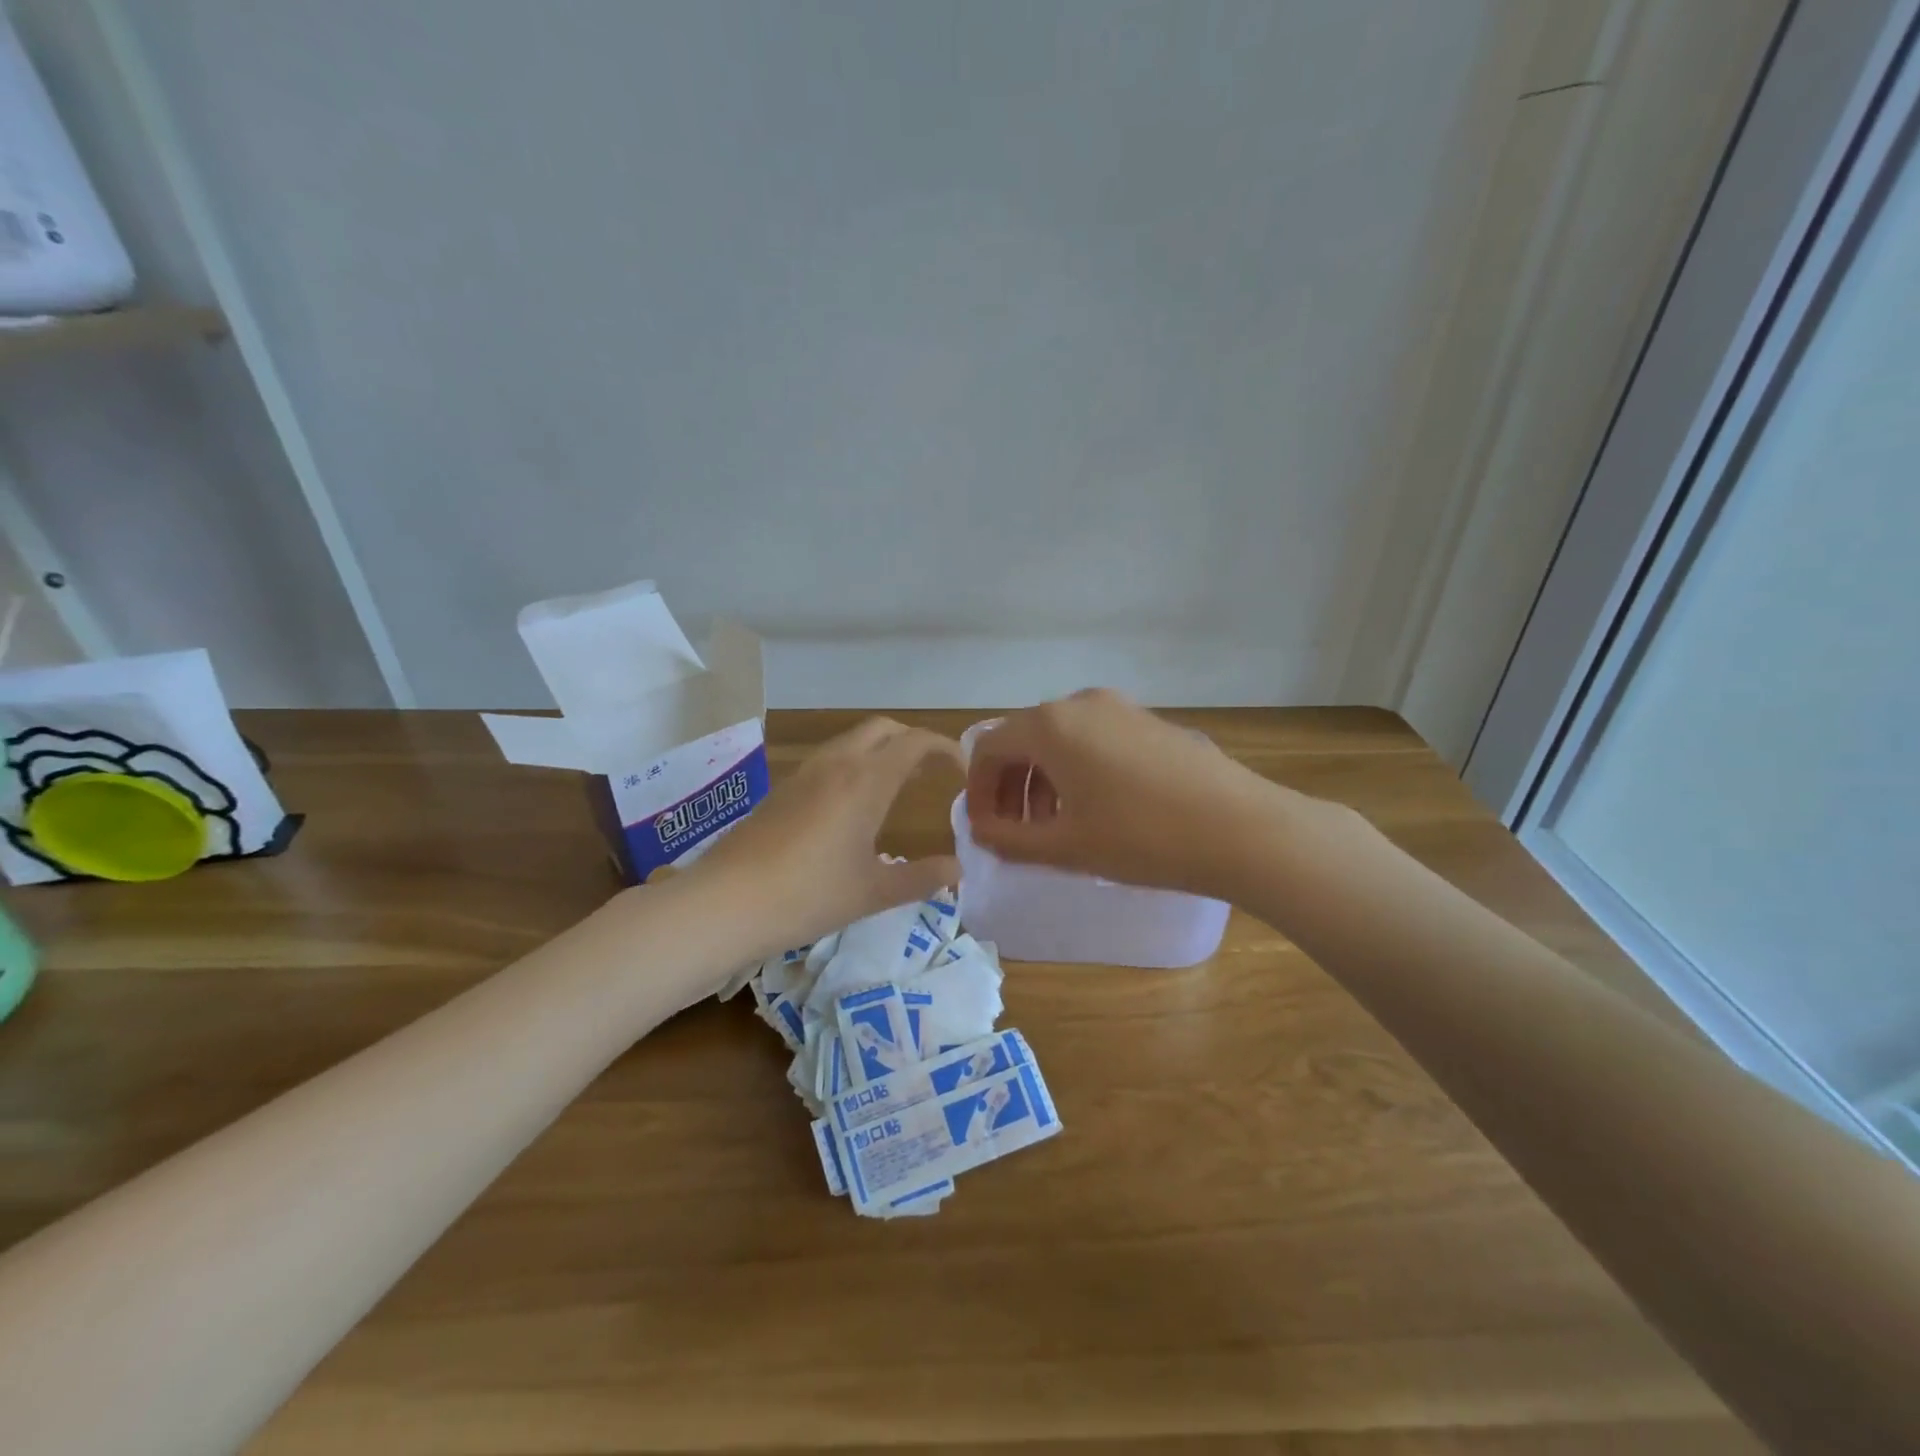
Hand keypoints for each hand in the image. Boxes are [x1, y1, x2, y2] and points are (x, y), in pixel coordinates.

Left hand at [688, 718, 962, 957]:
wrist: (727, 902)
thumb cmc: (809, 895)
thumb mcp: (873, 892)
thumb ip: (921, 878)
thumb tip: (957, 870)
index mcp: (866, 780)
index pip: (915, 742)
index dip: (944, 748)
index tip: (961, 769)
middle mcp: (837, 764)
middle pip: (883, 729)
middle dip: (912, 740)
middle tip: (930, 771)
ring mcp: (804, 774)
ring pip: (852, 741)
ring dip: (880, 751)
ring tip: (896, 785)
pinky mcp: (782, 790)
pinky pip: (829, 760)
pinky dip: (854, 765)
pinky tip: (851, 805)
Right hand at [963, 689, 1290, 898]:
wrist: (1241, 828)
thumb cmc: (1141, 838)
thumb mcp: (1065, 847)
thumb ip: (1009, 840)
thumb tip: (981, 832)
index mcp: (1050, 725)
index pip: (988, 748)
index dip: (978, 791)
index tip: (986, 831)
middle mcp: (1079, 703)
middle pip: (1022, 739)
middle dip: (1009, 787)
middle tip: (1015, 833)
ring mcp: (1119, 707)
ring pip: (1059, 740)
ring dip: (1041, 781)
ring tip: (1053, 827)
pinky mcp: (1149, 721)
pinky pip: (1092, 739)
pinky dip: (1075, 770)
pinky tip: (1095, 809)